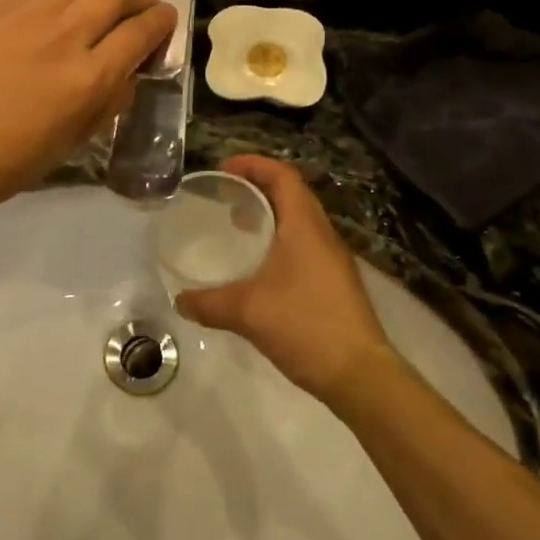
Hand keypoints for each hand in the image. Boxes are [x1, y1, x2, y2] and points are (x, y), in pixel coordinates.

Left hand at [0, 0, 176, 207]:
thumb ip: (111, 99)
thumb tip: (130, 69)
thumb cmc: (16, 159)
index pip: (139, 33)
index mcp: (89, 78)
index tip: (166, 17)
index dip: (160, 22)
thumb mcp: (78, 139)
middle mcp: (63, 37)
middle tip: (144, 0)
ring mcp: (24, 18)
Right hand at [175, 157, 394, 401]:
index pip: (283, 176)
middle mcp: (323, 235)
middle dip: (258, 186)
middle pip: (292, 193)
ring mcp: (333, 260)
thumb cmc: (306, 327)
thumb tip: (179, 301)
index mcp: (305, 228)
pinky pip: (304, 244)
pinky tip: (258, 265)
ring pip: (299, 220)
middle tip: (224, 194)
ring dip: (270, 213)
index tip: (223, 168)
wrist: (360, 374)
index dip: (254, 164)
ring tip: (237, 224)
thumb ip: (209, 303)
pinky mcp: (335, 282)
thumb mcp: (247, 312)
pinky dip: (279, 239)